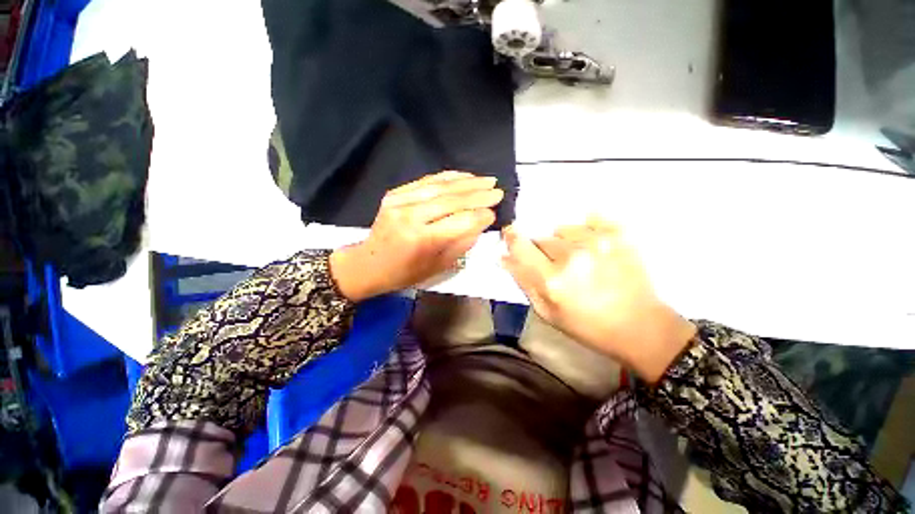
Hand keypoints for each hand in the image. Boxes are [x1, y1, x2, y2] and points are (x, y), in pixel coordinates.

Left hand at [330, 171, 502, 301]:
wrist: (368, 264)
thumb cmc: (405, 272)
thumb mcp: (438, 266)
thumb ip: (462, 243)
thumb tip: (481, 222)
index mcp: (422, 240)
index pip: (460, 221)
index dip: (480, 215)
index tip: (494, 212)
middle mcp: (411, 216)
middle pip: (452, 200)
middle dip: (479, 194)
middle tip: (498, 190)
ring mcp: (400, 201)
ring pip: (440, 186)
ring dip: (467, 182)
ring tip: (486, 180)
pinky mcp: (395, 194)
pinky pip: (426, 181)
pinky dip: (447, 177)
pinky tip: (463, 176)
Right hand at [501, 216, 696, 383]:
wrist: (641, 327)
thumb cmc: (587, 325)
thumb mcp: (546, 312)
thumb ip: (522, 281)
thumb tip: (503, 257)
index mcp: (552, 281)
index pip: (520, 245)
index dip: (512, 238)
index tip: (511, 235)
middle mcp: (572, 256)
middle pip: (541, 238)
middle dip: (542, 250)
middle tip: (556, 267)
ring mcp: (597, 242)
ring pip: (562, 229)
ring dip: (564, 242)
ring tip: (579, 260)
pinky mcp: (618, 234)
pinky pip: (589, 219)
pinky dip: (586, 231)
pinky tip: (594, 248)